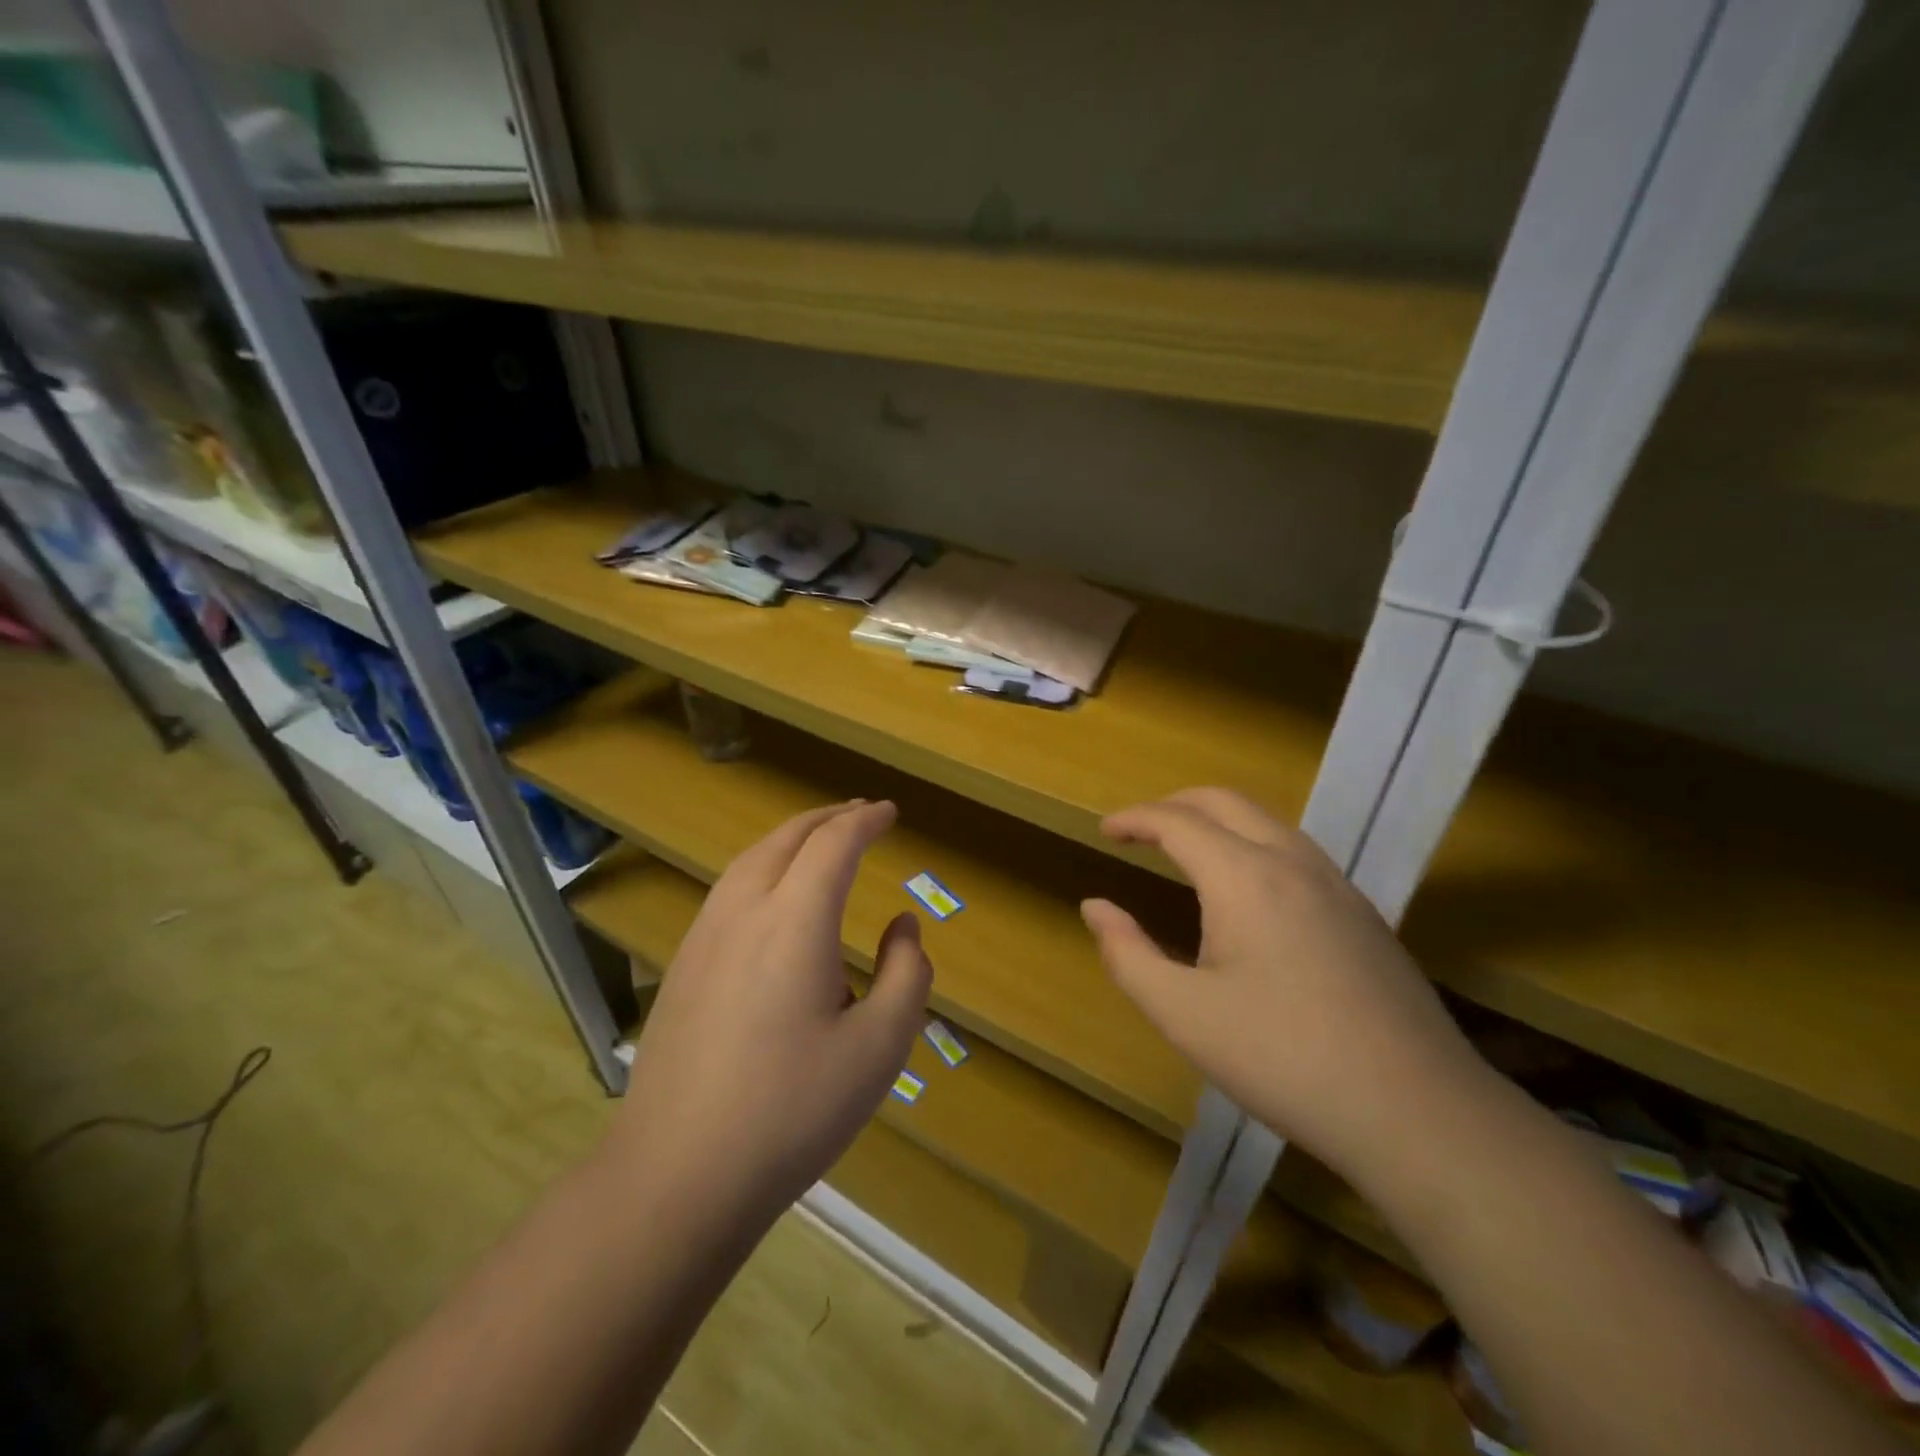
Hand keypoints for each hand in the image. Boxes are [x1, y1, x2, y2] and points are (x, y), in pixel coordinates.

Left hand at [605, 800, 931, 1225]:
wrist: (676, 1174)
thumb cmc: (792, 1110)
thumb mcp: (880, 1047)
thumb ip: (906, 973)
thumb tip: (902, 924)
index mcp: (794, 920)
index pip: (834, 844)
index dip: (865, 821)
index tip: (890, 812)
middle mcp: (744, 911)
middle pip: (787, 838)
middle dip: (828, 818)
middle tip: (861, 813)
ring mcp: (704, 937)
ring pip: (751, 859)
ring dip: (792, 838)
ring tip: (821, 841)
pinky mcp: (682, 966)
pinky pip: (729, 889)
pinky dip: (763, 866)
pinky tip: (773, 897)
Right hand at [1082, 788, 1485, 1182]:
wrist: (1418, 1112)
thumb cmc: (1284, 1060)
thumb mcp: (1183, 1015)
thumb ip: (1128, 955)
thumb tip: (1095, 907)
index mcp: (1244, 877)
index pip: (1177, 821)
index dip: (1134, 819)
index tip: (1106, 831)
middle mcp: (1292, 862)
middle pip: (1225, 802)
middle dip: (1175, 805)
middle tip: (1140, 830)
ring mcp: (1336, 885)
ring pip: (1268, 821)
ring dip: (1218, 821)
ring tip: (1187, 852)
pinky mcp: (1363, 913)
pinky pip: (1296, 851)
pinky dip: (1253, 844)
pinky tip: (1248, 893)